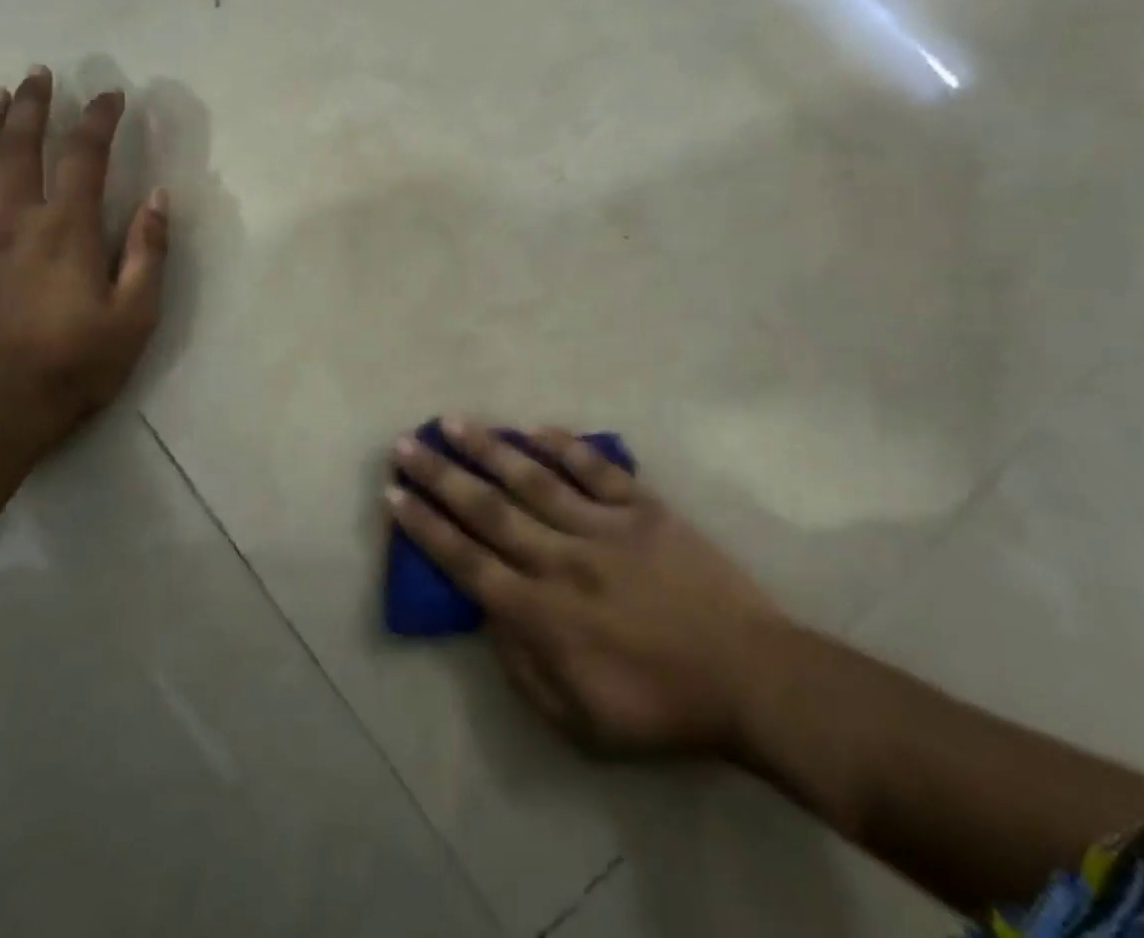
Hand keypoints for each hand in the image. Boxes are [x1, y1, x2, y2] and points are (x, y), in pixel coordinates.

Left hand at [0, 67, 168, 430]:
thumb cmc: (76, 364)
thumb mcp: (135, 314)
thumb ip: (147, 251)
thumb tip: (159, 197)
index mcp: (66, 230)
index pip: (83, 157)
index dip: (98, 120)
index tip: (111, 96)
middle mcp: (14, 222)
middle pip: (21, 149)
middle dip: (34, 107)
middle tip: (40, 74)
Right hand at [388, 420, 785, 756]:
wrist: (748, 678)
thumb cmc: (660, 708)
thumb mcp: (577, 721)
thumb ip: (521, 667)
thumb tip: (487, 614)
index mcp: (541, 614)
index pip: (466, 561)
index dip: (425, 527)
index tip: (395, 494)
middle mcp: (561, 559)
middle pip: (487, 509)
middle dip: (440, 475)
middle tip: (406, 444)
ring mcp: (603, 527)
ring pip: (533, 478)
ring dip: (489, 448)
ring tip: (454, 422)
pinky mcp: (643, 508)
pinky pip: (595, 469)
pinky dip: (564, 446)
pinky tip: (536, 428)